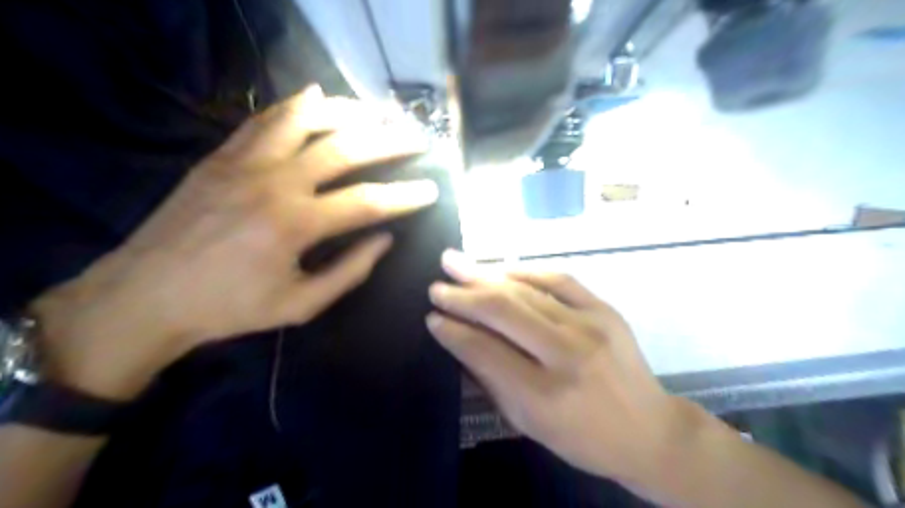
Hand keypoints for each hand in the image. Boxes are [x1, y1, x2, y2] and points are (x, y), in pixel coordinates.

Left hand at [27, 85, 437, 399]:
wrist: (146, 295)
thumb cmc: (229, 308)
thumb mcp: (300, 305)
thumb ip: (349, 272)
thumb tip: (384, 240)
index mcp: (296, 225)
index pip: (368, 202)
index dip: (406, 195)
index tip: (432, 189)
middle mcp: (275, 182)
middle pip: (345, 148)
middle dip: (389, 141)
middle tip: (416, 138)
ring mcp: (245, 162)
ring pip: (306, 120)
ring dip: (348, 112)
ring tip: (377, 113)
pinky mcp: (222, 155)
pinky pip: (267, 119)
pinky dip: (298, 105)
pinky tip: (319, 97)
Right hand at [425, 253, 694, 484]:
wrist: (649, 430)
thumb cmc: (582, 437)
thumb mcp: (528, 423)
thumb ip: (491, 378)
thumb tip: (458, 337)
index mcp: (544, 395)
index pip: (485, 351)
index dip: (454, 331)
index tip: (432, 317)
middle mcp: (567, 354)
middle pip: (504, 312)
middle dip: (463, 295)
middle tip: (436, 284)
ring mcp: (591, 326)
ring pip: (527, 291)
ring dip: (486, 276)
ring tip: (457, 263)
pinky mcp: (605, 310)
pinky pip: (559, 279)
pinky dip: (525, 271)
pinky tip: (501, 268)